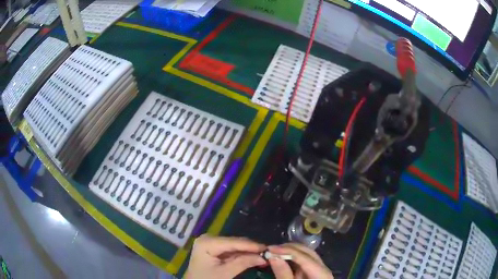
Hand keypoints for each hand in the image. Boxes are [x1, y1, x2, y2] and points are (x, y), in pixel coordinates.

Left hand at [185, 234, 266, 278]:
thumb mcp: (225, 273)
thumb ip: (243, 263)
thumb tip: (263, 257)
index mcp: (207, 242)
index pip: (233, 242)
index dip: (252, 245)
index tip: (268, 248)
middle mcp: (208, 238)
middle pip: (234, 242)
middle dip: (251, 248)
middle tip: (268, 253)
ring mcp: (210, 243)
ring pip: (234, 246)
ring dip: (248, 251)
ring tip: (263, 256)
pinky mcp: (213, 249)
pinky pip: (230, 250)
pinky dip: (241, 254)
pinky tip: (252, 257)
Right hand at [267, 243, 333, 278]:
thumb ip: (283, 274)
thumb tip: (273, 256)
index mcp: (322, 276)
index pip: (306, 259)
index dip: (288, 251)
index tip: (269, 248)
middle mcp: (324, 270)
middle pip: (309, 254)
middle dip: (289, 249)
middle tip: (271, 249)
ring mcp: (320, 271)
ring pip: (307, 255)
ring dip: (290, 252)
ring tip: (274, 252)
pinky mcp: (313, 274)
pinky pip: (304, 262)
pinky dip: (292, 259)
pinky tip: (281, 259)